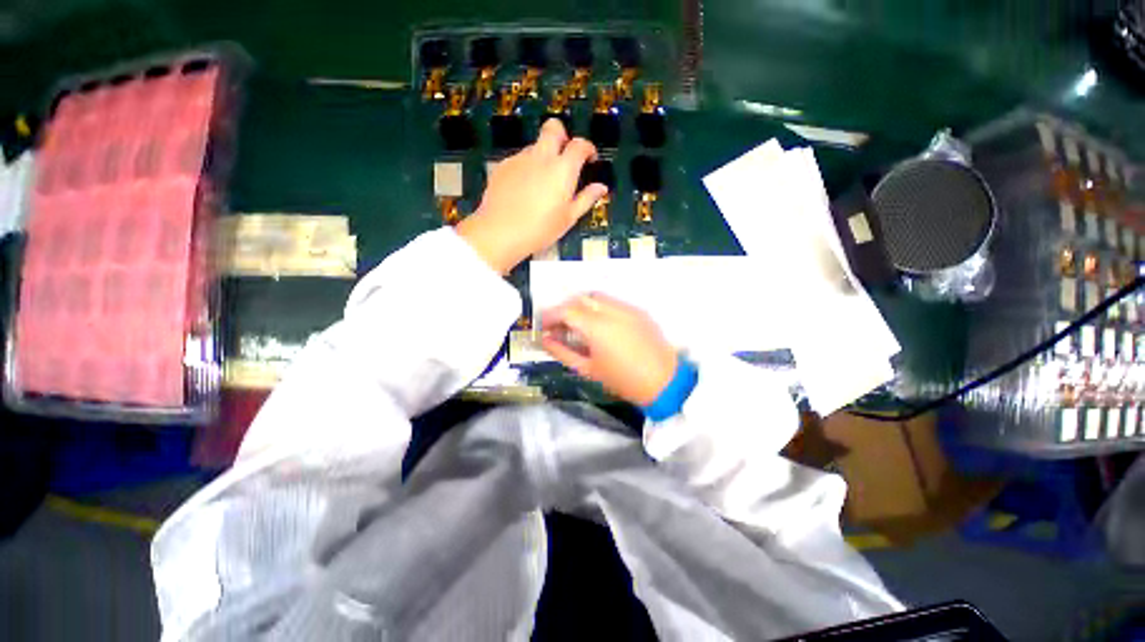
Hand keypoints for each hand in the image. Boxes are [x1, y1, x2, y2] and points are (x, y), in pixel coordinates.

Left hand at [456, 120, 608, 273]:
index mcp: (562, 169)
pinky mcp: (503, 166)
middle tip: (564, 158)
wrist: (500, 232)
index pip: (579, 144)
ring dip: (543, 156)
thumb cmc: (540, 229)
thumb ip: (586, 199)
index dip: (588, 148)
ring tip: (542, 185)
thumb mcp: (568, 218)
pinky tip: (524, 190)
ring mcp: (520, 159)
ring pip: (535, 146)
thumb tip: (601, 187)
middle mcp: (541, 157)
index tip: (589, 159)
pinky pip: (520, 160)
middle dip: (562, 136)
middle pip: (553, 128)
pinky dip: (527, 168)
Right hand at [540, 293, 678, 405]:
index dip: (551, 315)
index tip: (543, 326)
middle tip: (559, 325)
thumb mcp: (588, 369)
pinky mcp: (639, 311)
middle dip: (565, 308)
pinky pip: (613, 302)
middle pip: (581, 298)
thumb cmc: (623, 381)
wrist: (664, 382)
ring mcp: (628, 308)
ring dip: (582, 305)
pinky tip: (599, 325)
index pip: (567, 310)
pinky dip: (599, 307)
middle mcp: (612, 310)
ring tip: (577, 324)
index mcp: (597, 327)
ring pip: (597, 296)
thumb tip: (545, 340)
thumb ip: (562, 352)